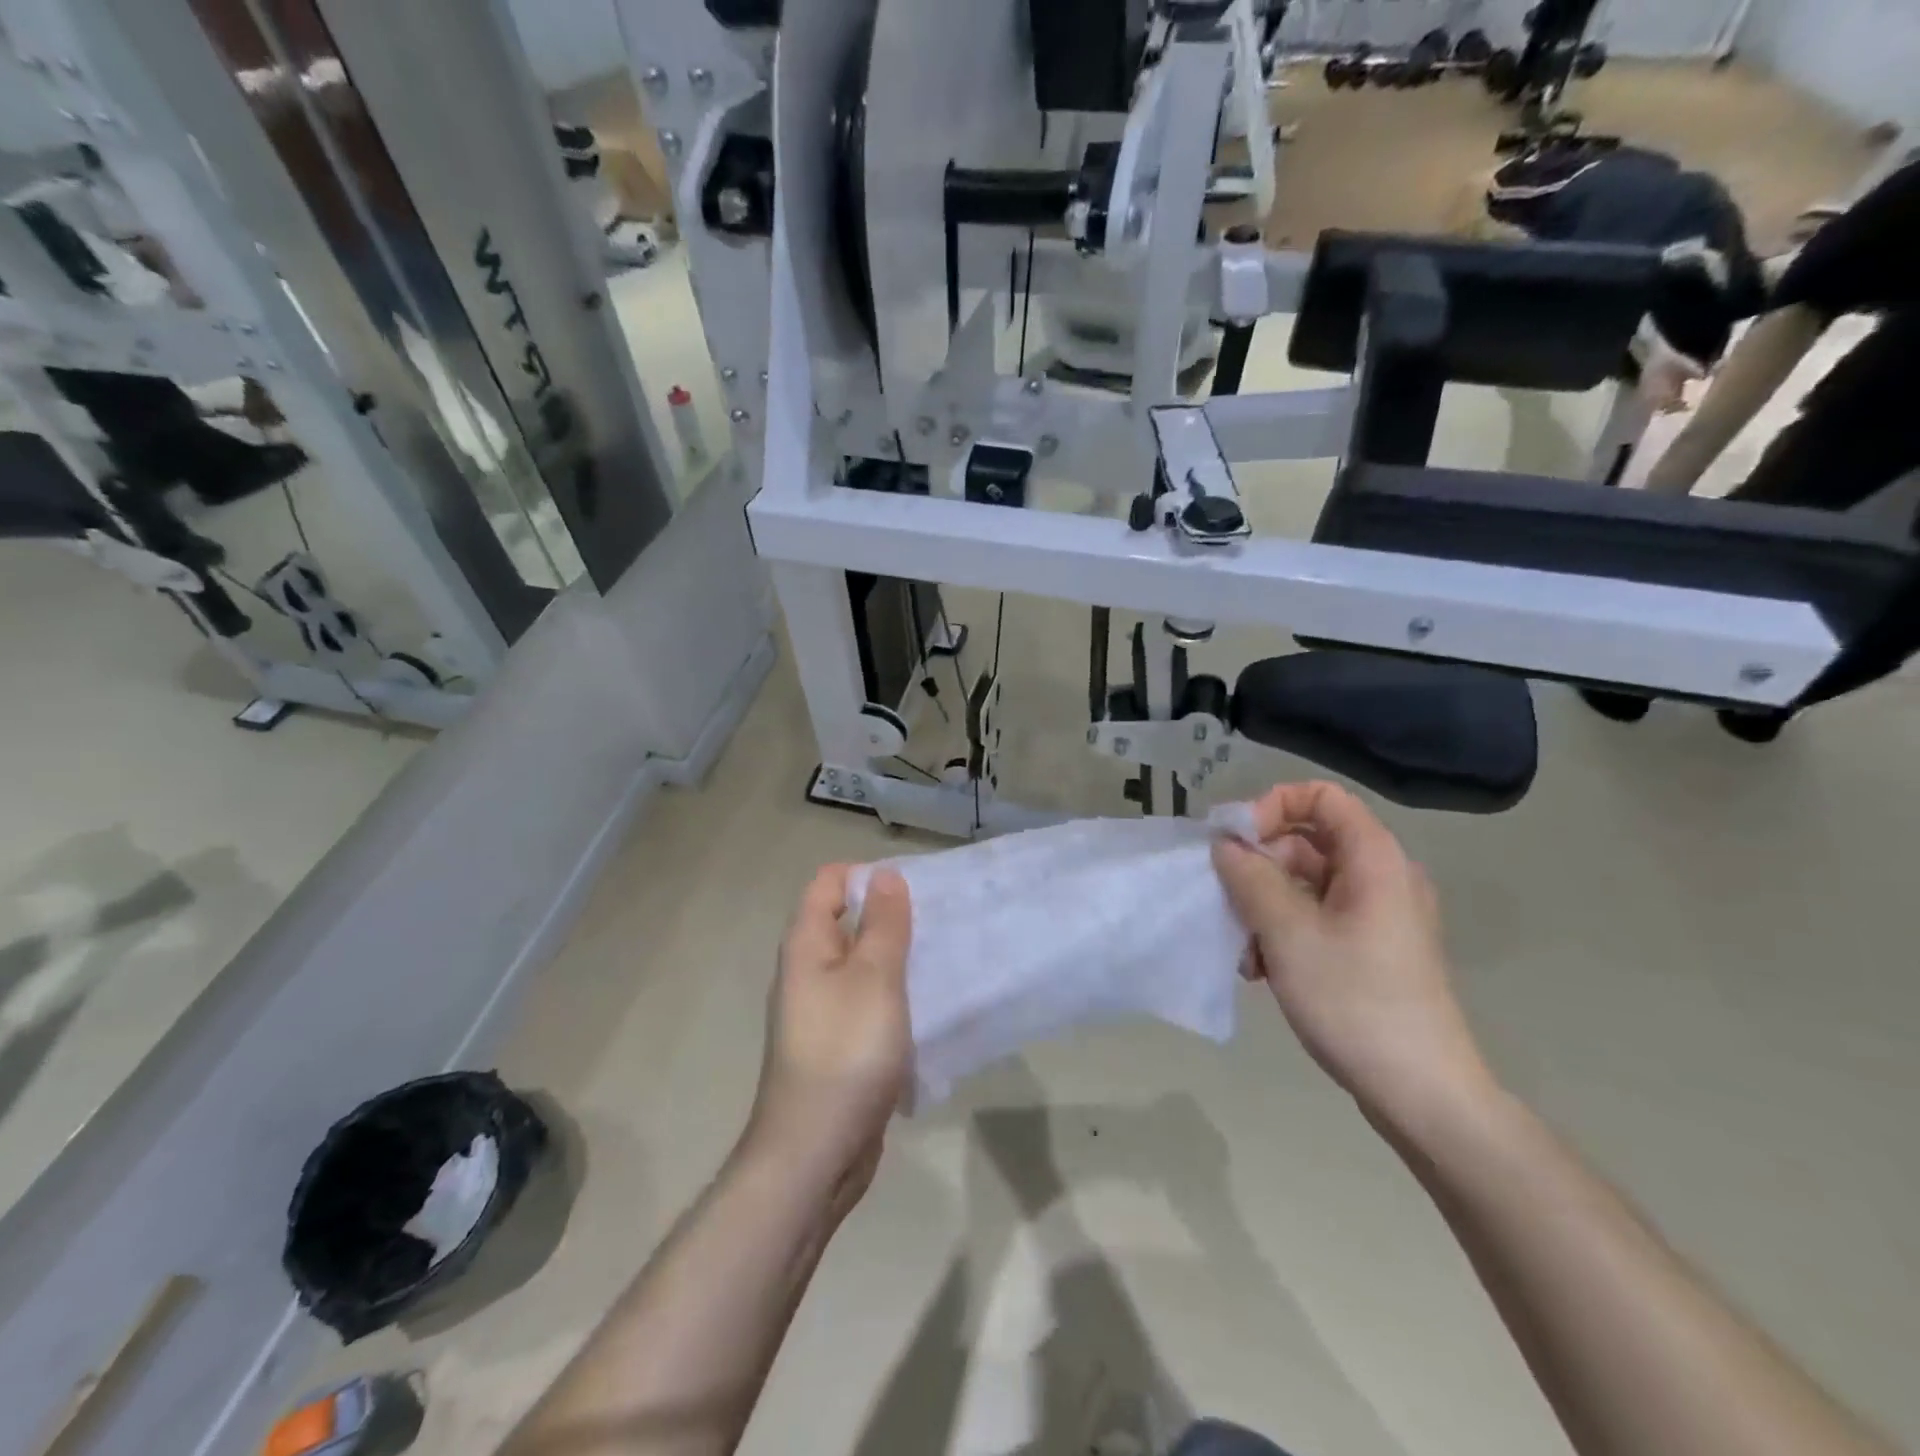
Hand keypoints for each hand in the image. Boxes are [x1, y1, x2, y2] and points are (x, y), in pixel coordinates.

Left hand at [745, 865, 912, 1207]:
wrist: (815, 1153)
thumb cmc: (846, 1053)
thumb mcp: (873, 978)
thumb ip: (883, 924)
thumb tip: (885, 874)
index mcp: (807, 945)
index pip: (829, 882)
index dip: (868, 875)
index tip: (914, 888)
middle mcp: (809, 971)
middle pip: (847, 921)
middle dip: (892, 915)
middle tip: (940, 921)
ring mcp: (823, 1010)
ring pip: (862, 964)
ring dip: (898, 957)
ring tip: (944, 957)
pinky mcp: (840, 1044)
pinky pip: (869, 1001)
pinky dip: (896, 995)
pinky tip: (930, 1005)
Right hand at [1211, 783, 1494, 1124]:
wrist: (1422, 1094)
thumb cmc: (1354, 1000)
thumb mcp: (1287, 932)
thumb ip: (1249, 877)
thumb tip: (1224, 844)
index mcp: (1374, 859)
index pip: (1320, 796)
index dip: (1272, 806)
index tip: (1235, 843)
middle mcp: (1381, 877)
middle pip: (1307, 840)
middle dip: (1259, 866)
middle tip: (1227, 901)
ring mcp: (1377, 916)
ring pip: (1305, 883)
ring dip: (1264, 905)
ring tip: (1243, 950)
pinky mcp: (1371, 949)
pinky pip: (1316, 917)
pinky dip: (1283, 931)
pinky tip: (1261, 970)